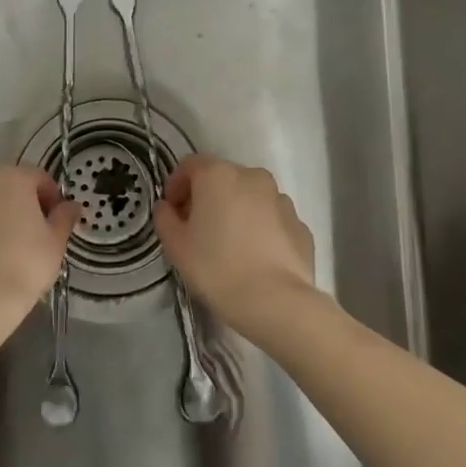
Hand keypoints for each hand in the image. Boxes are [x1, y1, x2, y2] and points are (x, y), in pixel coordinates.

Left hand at [0, 166, 79, 341]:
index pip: (37, 177)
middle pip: (3, 188)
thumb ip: (64, 217)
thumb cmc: (25, 266)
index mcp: (10, 179)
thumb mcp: (55, 243)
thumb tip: (71, 206)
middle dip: (16, 205)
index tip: (55, 219)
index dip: (50, 196)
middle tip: (28, 236)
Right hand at [152, 155, 315, 331]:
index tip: (172, 210)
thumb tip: (166, 208)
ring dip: (236, 211)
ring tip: (229, 244)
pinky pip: (272, 219)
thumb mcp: (176, 246)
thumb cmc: (216, 268)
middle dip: (207, 197)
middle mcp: (253, 177)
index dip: (176, 184)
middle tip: (196, 228)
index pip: (190, 165)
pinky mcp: (300, 224)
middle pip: (222, 178)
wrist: (275, 301)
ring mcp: (281, 199)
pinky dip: (260, 229)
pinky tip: (254, 257)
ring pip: (250, 197)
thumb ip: (165, 219)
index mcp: (218, 175)